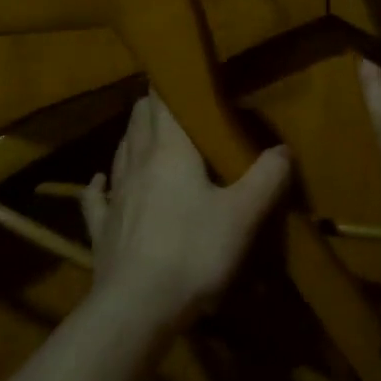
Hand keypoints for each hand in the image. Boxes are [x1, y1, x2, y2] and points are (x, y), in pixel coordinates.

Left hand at [80, 95, 291, 328]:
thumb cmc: (192, 251)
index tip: (182, 72)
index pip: (163, 100)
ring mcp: (115, 195)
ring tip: (148, 135)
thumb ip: (266, 177)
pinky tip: (100, 181)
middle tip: (176, 106)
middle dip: (154, 106)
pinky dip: (101, 184)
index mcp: (170, 150)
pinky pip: (96, 196)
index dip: (170, 82)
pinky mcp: (101, 227)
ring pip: (121, 150)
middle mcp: (137, 162)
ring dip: (133, 137)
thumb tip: (283, 150)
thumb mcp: (243, 215)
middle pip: (140, 119)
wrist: (136, 308)